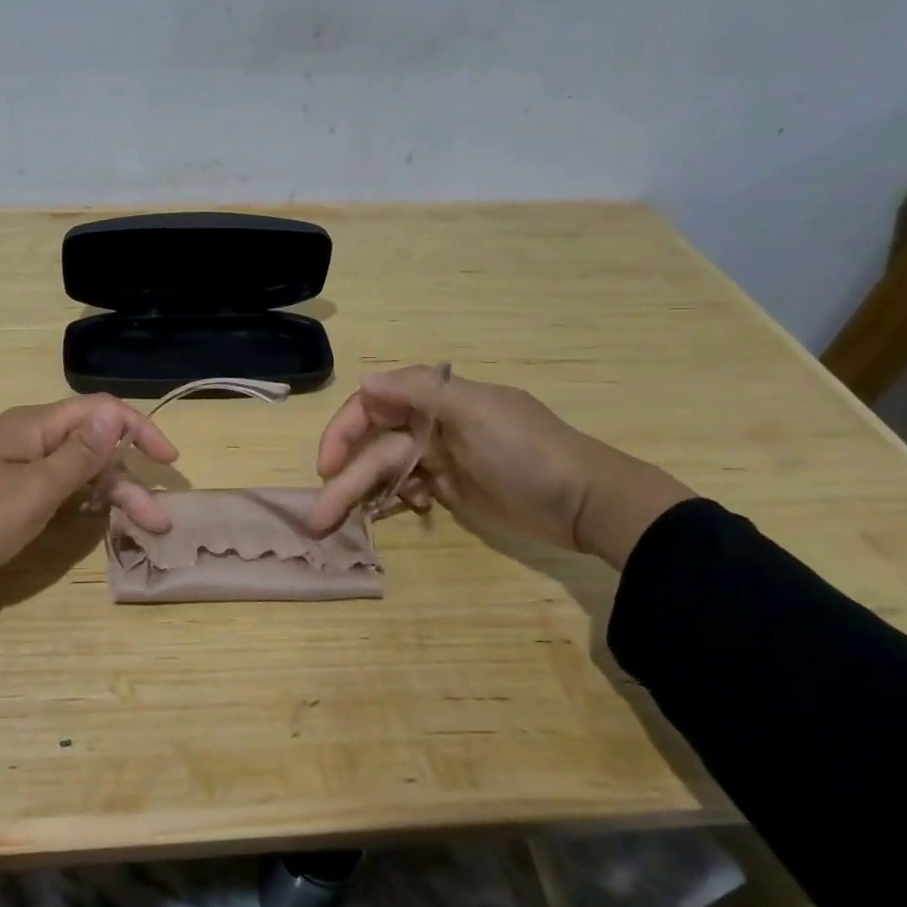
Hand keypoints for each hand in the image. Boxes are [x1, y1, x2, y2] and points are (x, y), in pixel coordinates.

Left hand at [0, 395, 178, 581]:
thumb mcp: (36, 489)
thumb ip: (79, 453)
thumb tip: (112, 414)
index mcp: (32, 424)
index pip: (98, 411)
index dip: (138, 430)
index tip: (168, 461)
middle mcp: (25, 435)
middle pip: (90, 444)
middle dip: (127, 478)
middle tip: (157, 518)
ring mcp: (12, 462)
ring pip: (73, 468)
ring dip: (108, 493)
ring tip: (140, 527)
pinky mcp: (4, 488)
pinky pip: (53, 483)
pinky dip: (79, 497)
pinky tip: (96, 517)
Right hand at [308, 367, 691, 567]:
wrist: (588, 504)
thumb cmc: (531, 452)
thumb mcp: (479, 413)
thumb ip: (420, 392)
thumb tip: (364, 380)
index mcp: (435, 399)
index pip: (372, 405)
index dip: (344, 431)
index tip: (327, 465)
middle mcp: (430, 423)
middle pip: (372, 446)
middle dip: (345, 479)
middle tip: (318, 518)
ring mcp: (439, 457)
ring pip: (384, 472)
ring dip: (359, 496)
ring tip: (331, 527)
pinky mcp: (448, 487)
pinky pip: (406, 489)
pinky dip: (395, 500)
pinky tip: (404, 512)